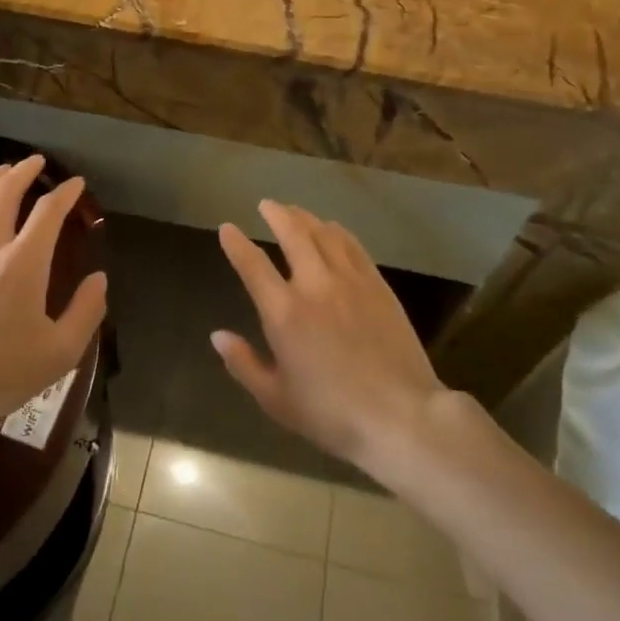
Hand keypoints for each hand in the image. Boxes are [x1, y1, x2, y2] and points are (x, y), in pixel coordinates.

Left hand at [0, 155, 106, 434]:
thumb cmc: (3, 373)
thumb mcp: (61, 351)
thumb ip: (86, 311)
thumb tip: (99, 278)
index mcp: (24, 263)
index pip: (48, 211)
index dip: (65, 192)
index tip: (77, 184)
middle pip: (5, 191)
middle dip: (24, 170)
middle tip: (37, 162)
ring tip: (3, 171)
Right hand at [213, 200, 445, 472]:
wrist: (401, 416)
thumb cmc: (331, 414)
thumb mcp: (276, 399)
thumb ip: (244, 364)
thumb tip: (218, 336)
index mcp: (284, 313)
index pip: (253, 265)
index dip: (236, 243)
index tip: (227, 228)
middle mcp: (314, 285)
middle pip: (292, 234)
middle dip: (276, 214)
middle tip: (266, 204)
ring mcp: (350, 281)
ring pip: (324, 234)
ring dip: (306, 217)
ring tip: (295, 211)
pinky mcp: (378, 285)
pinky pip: (353, 246)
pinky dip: (337, 231)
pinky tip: (333, 229)